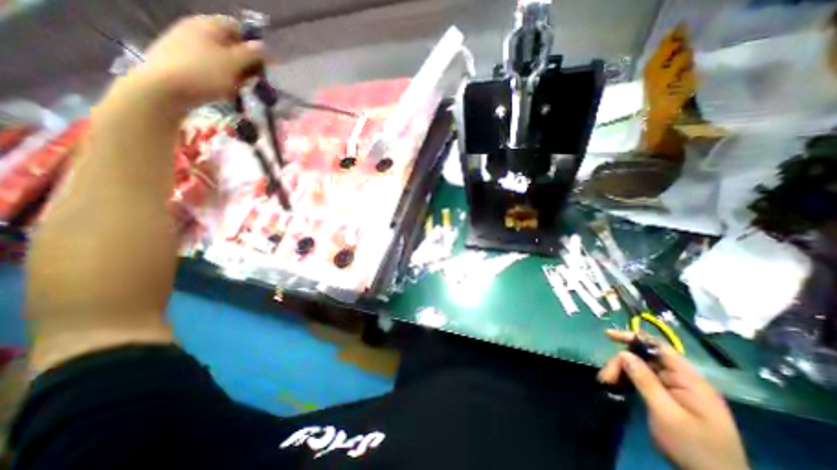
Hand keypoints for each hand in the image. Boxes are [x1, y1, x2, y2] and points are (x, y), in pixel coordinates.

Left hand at [134, 14, 264, 110]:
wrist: (164, 88)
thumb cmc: (205, 73)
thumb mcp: (234, 63)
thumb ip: (251, 54)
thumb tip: (263, 47)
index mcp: (208, 24)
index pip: (238, 28)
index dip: (253, 45)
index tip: (263, 65)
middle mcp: (196, 29)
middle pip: (230, 44)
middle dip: (245, 63)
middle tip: (253, 80)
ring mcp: (185, 45)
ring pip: (221, 58)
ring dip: (234, 73)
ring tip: (238, 89)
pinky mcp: (181, 61)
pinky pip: (209, 67)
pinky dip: (220, 78)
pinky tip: (222, 91)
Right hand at [598, 330, 748, 469]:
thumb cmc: (694, 449)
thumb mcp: (665, 413)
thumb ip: (645, 380)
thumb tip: (624, 353)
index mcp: (689, 380)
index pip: (658, 347)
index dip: (632, 337)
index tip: (608, 335)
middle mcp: (684, 381)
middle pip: (645, 359)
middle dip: (622, 363)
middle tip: (605, 378)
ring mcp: (678, 391)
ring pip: (642, 369)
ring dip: (623, 373)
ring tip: (608, 384)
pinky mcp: (671, 400)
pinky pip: (645, 381)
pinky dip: (629, 381)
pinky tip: (619, 388)